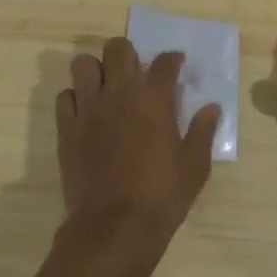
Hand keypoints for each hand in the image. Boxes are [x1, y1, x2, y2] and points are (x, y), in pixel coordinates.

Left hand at [53, 38, 219, 276]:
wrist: (113, 227)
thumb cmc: (162, 197)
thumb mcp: (195, 167)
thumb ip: (203, 132)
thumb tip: (212, 108)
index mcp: (154, 99)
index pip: (164, 62)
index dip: (172, 60)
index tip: (176, 65)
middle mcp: (119, 94)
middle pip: (117, 48)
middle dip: (128, 54)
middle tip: (135, 73)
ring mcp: (88, 109)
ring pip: (83, 64)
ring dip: (96, 70)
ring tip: (106, 88)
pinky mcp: (67, 128)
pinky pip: (64, 96)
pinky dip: (75, 98)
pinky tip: (86, 113)